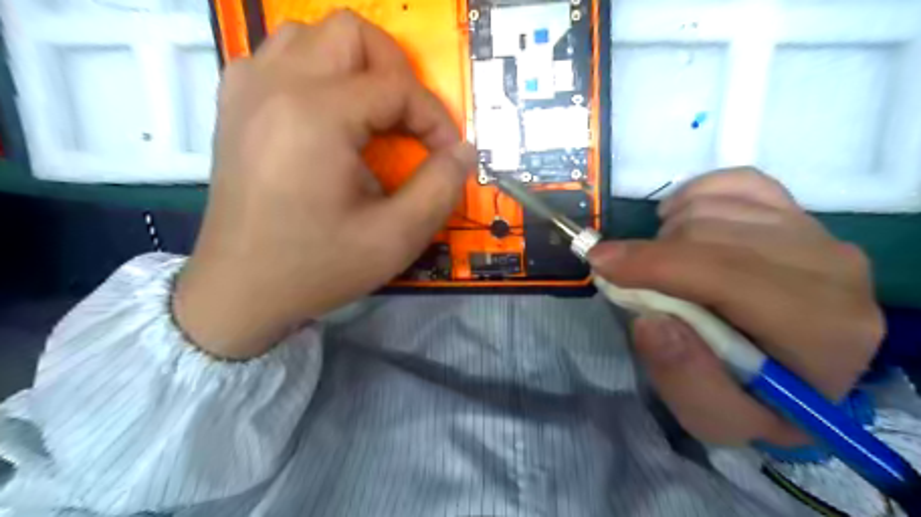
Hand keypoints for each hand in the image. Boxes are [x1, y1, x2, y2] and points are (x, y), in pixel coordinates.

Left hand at [172, 11, 474, 358]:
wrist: (240, 290)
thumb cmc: (317, 267)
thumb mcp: (395, 239)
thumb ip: (440, 188)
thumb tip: (464, 151)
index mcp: (315, 116)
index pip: (396, 87)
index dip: (435, 118)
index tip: (448, 155)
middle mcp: (275, 84)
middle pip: (352, 33)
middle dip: (396, 73)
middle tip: (409, 122)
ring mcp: (246, 88)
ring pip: (312, 35)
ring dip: (355, 67)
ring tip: (372, 115)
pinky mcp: (234, 103)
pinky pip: (281, 56)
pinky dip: (318, 72)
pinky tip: (329, 116)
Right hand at [590, 170, 884, 447]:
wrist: (798, 375)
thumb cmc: (755, 400)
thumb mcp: (716, 418)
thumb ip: (685, 380)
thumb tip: (650, 321)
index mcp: (821, 330)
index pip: (728, 275)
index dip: (655, 264)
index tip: (599, 263)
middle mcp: (832, 269)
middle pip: (715, 233)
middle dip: (652, 253)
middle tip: (626, 279)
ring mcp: (817, 233)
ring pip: (717, 205)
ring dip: (668, 232)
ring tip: (659, 265)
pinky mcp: (798, 212)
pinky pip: (736, 182)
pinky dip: (694, 195)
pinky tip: (679, 222)